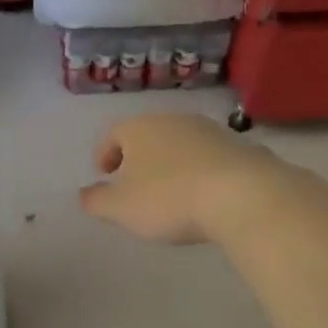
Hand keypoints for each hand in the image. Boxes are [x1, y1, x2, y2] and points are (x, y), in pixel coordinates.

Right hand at [79, 114, 284, 245]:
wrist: (243, 195)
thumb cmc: (169, 199)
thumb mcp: (121, 208)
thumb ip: (97, 201)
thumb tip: (85, 194)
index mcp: (139, 128)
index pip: (113, 134)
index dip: (104, 154)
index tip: (104, 174)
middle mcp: (173, 120)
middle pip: (148, 135)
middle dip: (138, 157)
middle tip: (133, 183)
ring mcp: (210, 130)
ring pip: (179, 144)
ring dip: (170, 163)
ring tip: (169, 191)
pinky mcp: (240, 147)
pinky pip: (208, 158)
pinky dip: (199, 171)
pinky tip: (202, 195)